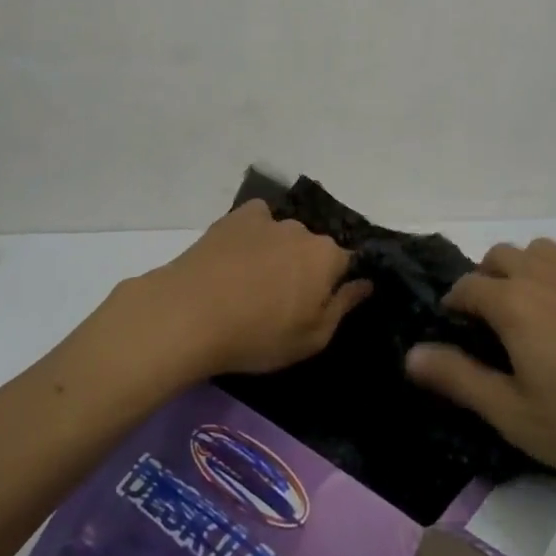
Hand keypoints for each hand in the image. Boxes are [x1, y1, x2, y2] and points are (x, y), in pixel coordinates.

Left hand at [138, 200, 371, 378]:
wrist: (190, 314)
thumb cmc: (258, 335)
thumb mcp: (311, 338)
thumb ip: (343, 307)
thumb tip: (365, 283)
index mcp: (327, 257)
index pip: (347, 263)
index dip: (336, 284)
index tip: (319, 304)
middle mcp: (302, 230)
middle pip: (314, 248)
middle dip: (306, 268)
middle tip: (283, 299)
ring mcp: (267, 219)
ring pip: (284, 235)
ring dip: (278, 252)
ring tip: (253, 280)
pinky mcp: (235, 217)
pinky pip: (256, 220)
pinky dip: (254, 234)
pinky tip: (238, 255)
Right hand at [405, 239, 555, 518]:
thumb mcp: (515, 416)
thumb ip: (458, 379)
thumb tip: (411, 354)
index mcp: (515, 301)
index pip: (466, 285)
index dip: (453, 306)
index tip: (454, 332)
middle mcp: (550, 275)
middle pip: (502, 255)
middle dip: (487, 279)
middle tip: (493, 326)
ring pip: (546, 253)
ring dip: (529, 273)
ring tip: (538, 318)